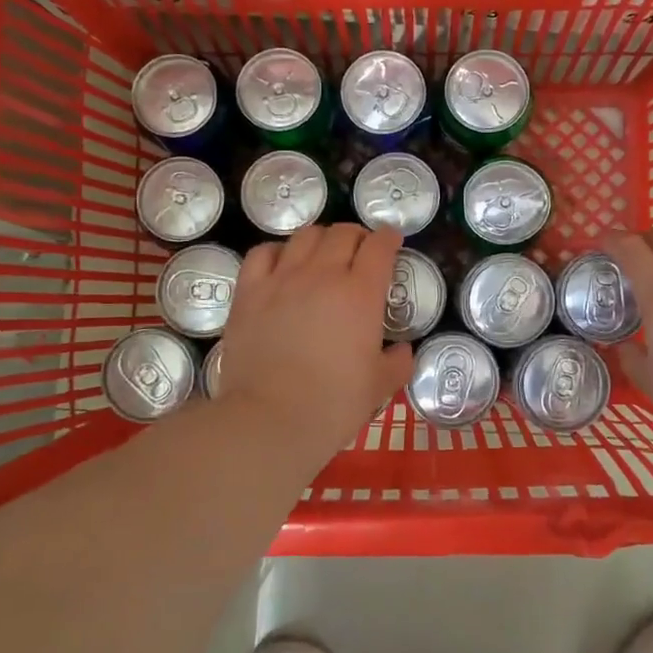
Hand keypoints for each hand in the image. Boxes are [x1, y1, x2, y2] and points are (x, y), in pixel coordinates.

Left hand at [218, 224, 414, 469]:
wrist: (272, 418)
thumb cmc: (334, 404)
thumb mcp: (380, 386)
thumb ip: (398, 362)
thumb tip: (403, 350)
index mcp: (360, 293)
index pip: (379, 247)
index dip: (389, 238)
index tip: (392, 240)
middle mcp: (322, 275)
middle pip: (342, 233)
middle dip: (357, 236)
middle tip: (360, 251)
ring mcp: (281, 280)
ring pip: (304, 236)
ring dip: (321, 239)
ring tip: (323, 254)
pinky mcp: (249, 292)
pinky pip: (263, 253)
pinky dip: (278, 251)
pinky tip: (282, 265)